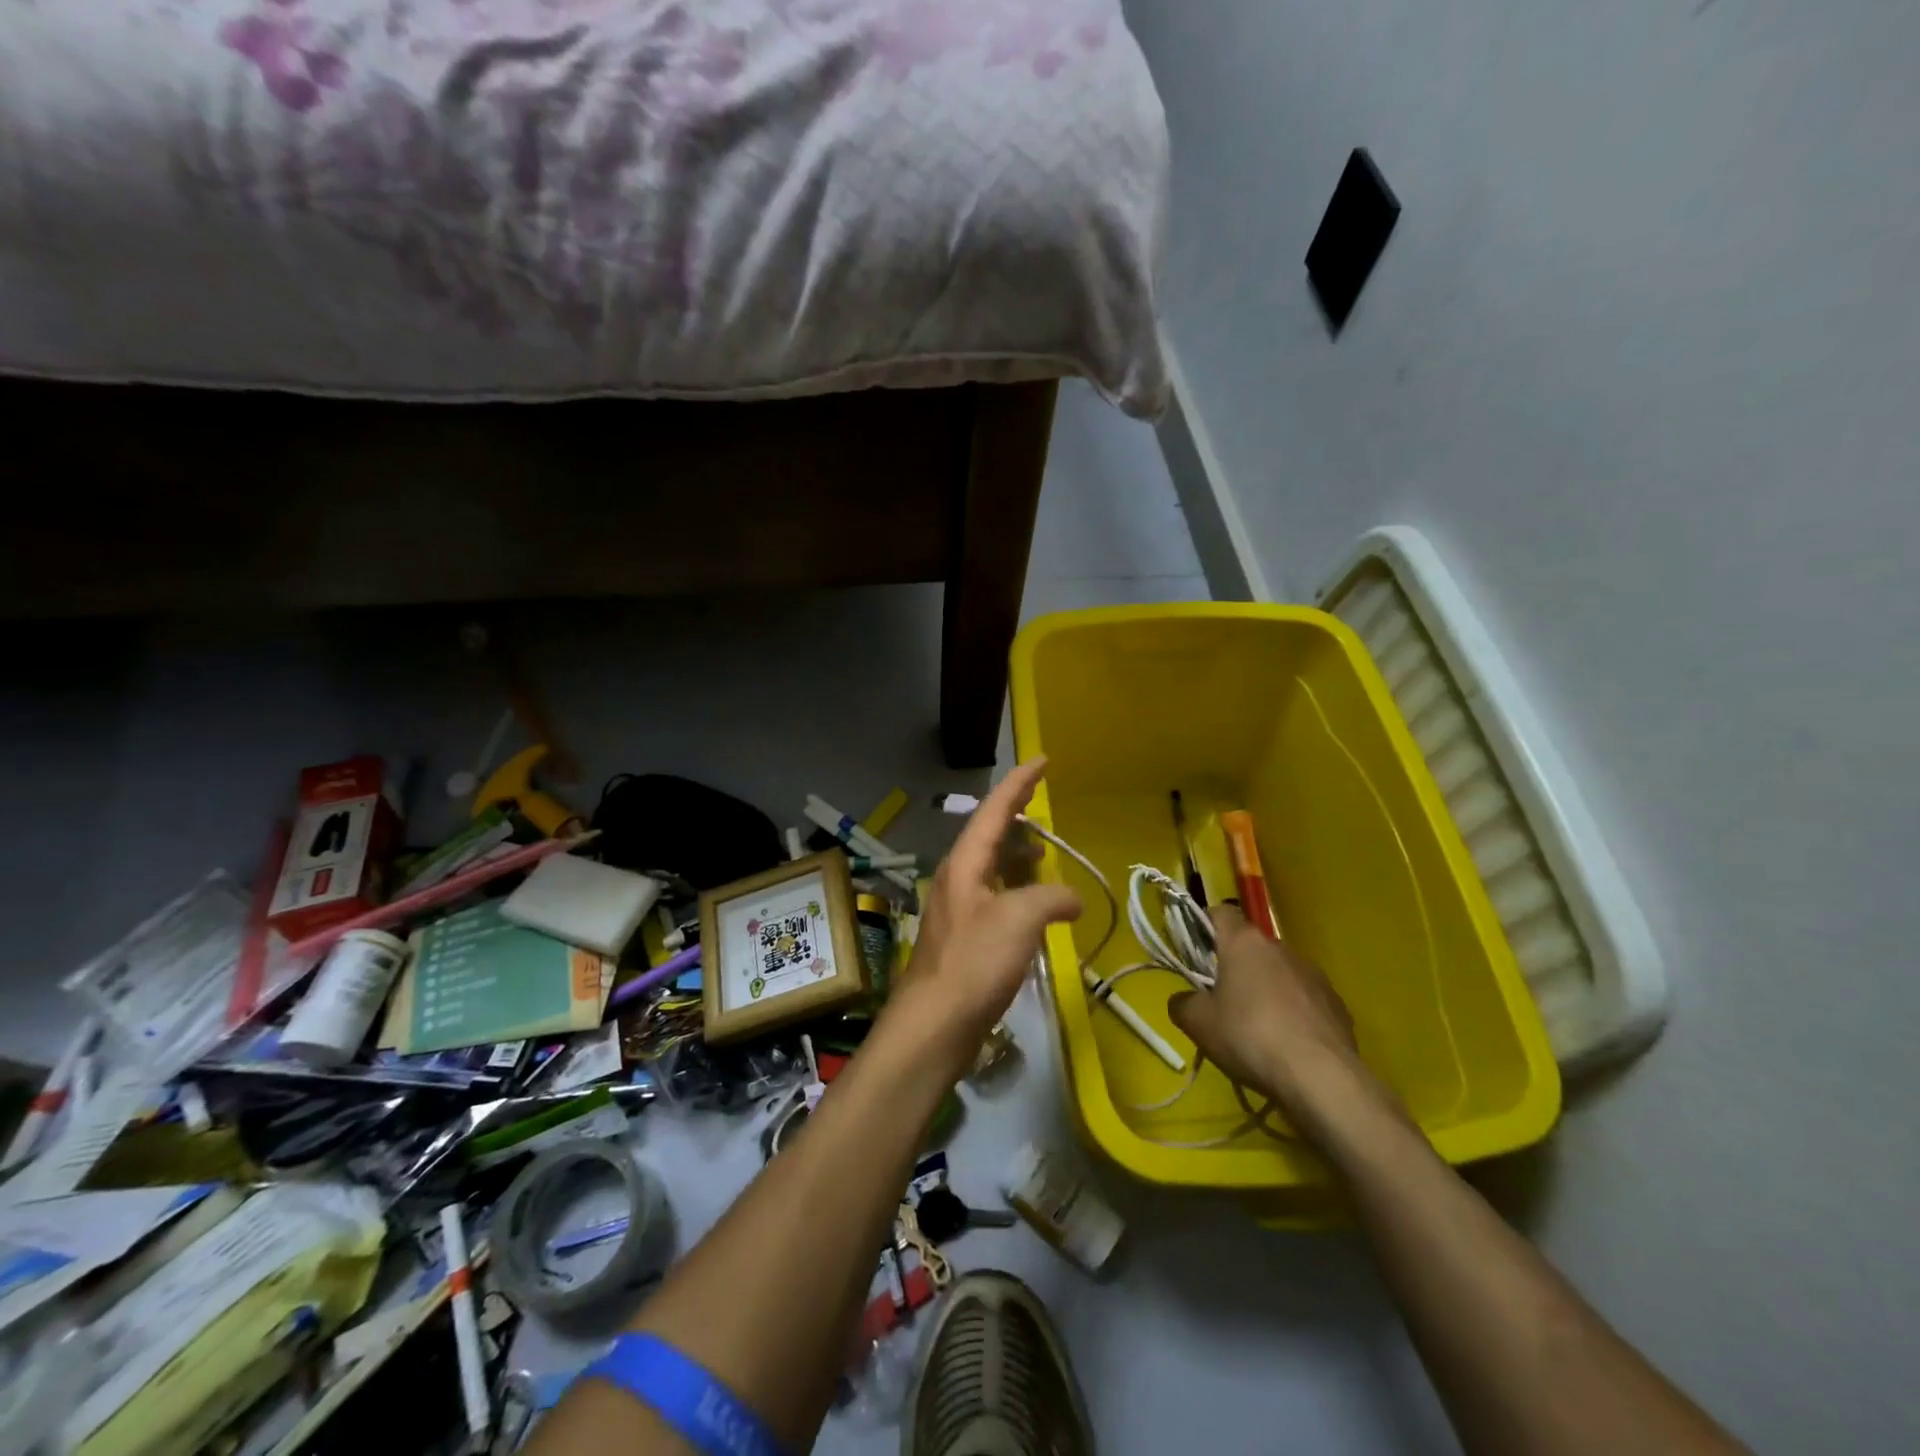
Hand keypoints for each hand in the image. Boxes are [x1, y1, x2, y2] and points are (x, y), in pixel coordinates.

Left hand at [885, 759, 1081, 1076]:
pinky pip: (994, 897)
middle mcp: (957, 878)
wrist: (935, 1024)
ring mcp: (958, 909)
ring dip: (1017, 856)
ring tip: (1044, 854)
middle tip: (1042, 803)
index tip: (1042, 760)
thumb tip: (1072, 899)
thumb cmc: (974, 963)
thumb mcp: (1020, 920)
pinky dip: (1017, 890)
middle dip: (1016, 816)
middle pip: (988, 834)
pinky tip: (1035, 907)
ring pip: (991, 868)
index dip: (1019, 783)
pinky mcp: (964, 938)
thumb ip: (1051, 898)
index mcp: (965, 863)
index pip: (994, 809)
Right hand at [1168, 905, 1385, 1132]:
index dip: (1203, 926)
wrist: (1322, 1078)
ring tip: (1256, 1027)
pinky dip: (1292, 1011)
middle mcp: (1280, 948)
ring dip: (1265, 988)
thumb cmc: (1250, 1037)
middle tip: (1219, 998)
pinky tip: (1287, 1043)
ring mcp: (1313, 974)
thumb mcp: (1198, 1024)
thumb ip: (1182, 1003)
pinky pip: (1304, 998)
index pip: (1220, 912)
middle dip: (1234, 965)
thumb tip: (1184, 1000)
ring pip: (1278, 971)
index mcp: (1244, 942)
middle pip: (1250, 946)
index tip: (1194, 952)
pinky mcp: (1336, 1003)